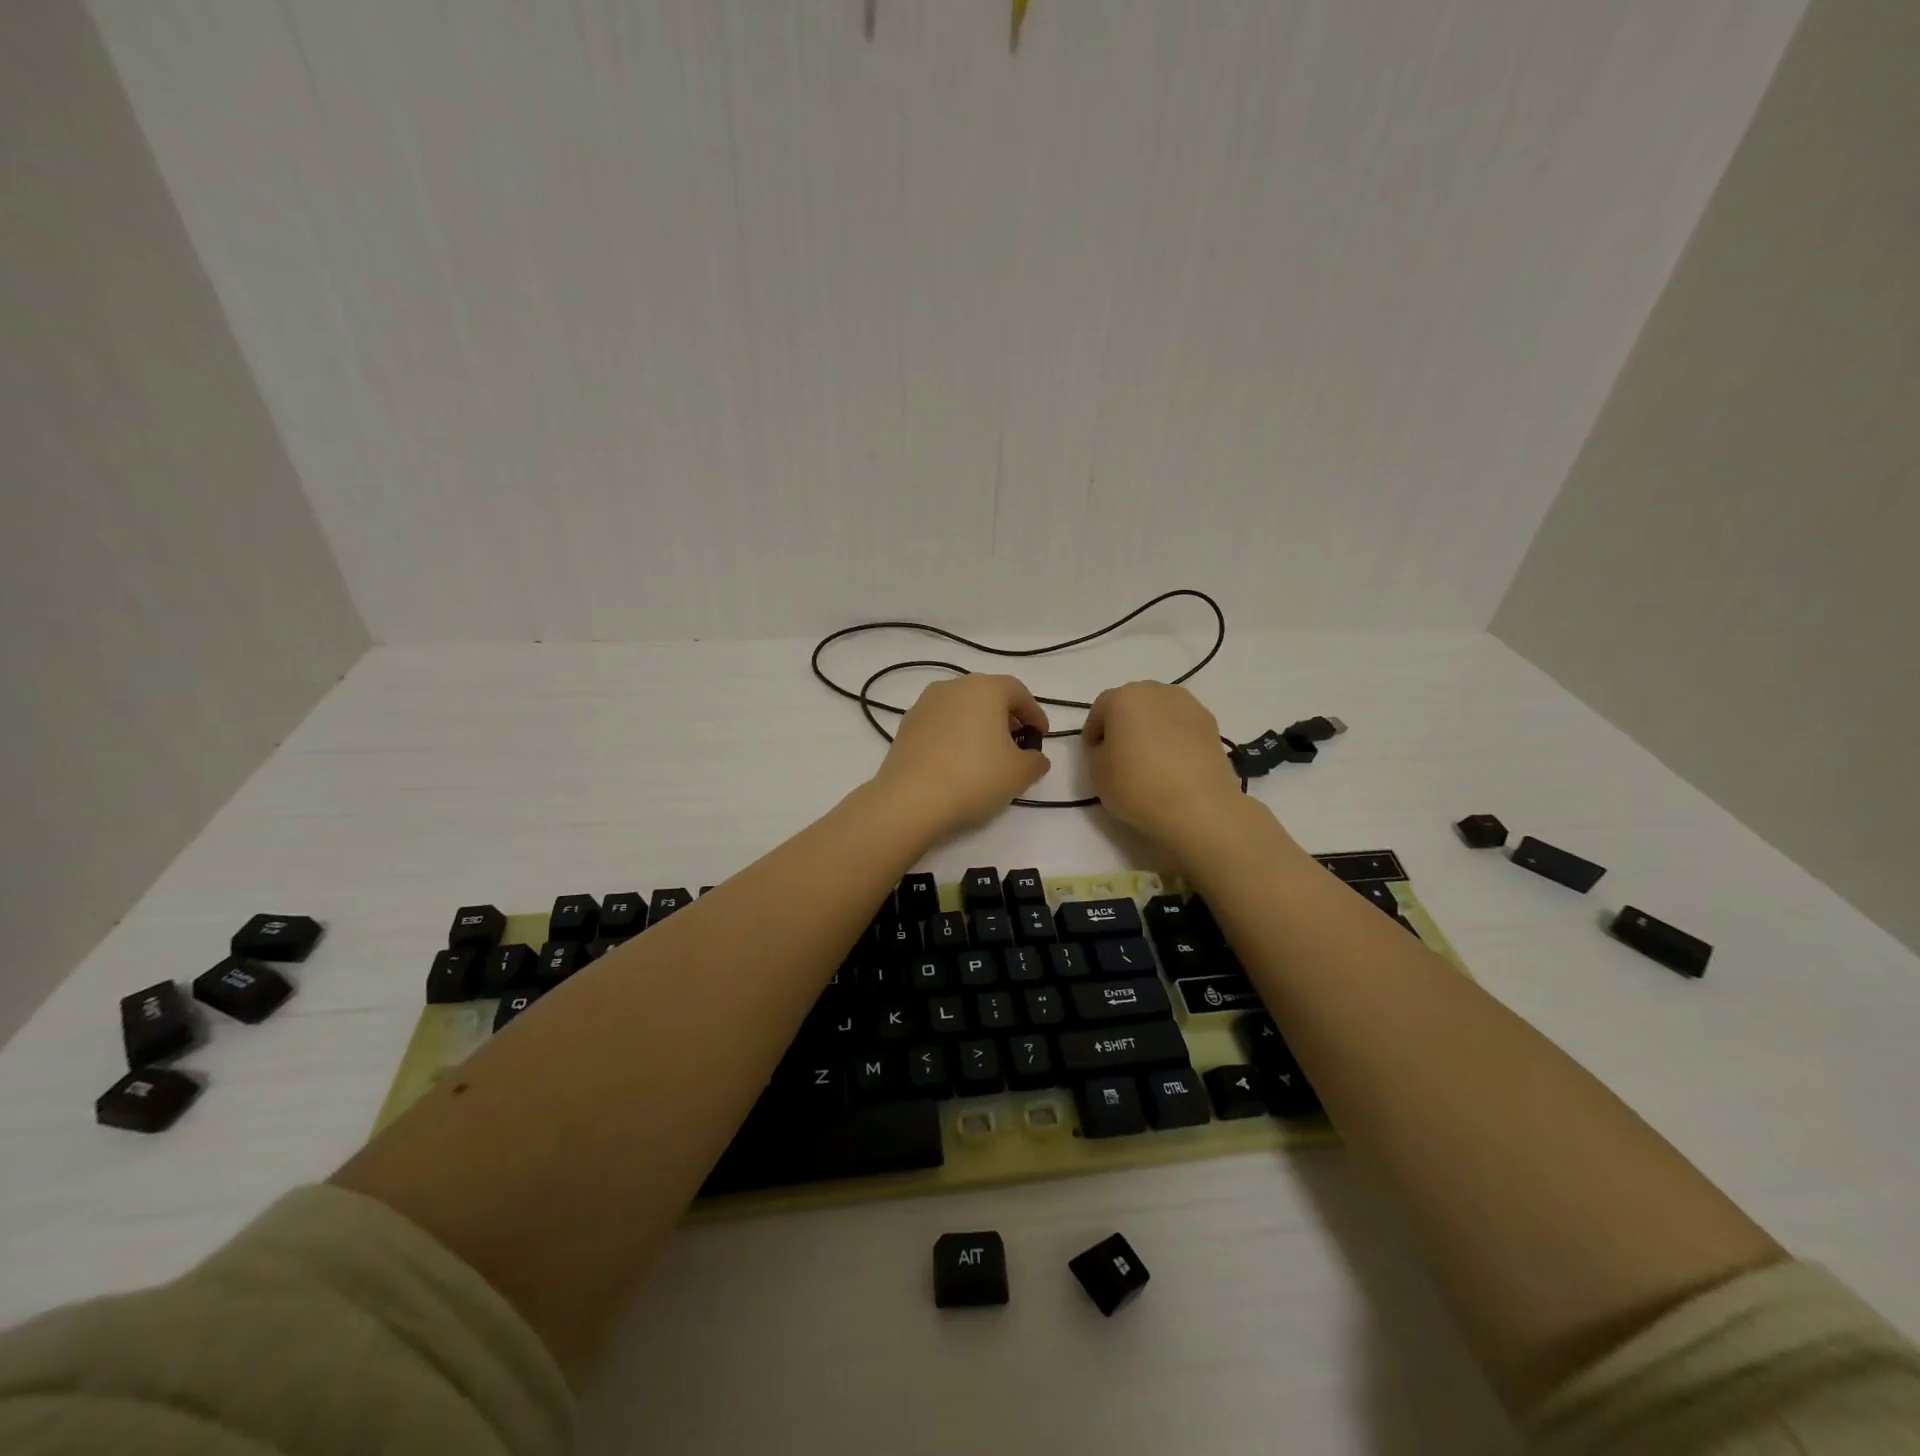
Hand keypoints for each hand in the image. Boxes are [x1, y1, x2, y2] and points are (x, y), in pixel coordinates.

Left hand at [870, 674, 1049, 836]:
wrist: (911, 798)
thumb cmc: (975, 777)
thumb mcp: (1019, 773)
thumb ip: (1036, 760)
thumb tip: (1034, 757)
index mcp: (985, 688)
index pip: (1019, 692)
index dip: (1035, 714)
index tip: (1041, 736)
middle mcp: (953, 686)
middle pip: (988, 695)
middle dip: (1006, 717)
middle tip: (1017, 743)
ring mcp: (925, 704)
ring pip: (962, 708)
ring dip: (978, 725)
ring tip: (987, 754)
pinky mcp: (906, 725)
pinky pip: (941, 723)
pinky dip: (955, 735)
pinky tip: (958, 761)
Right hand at [1082, 682, 1244, 847]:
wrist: (1199, 806)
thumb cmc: (1138, 785)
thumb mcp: (1097, 773)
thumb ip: (1097, 752)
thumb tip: (1110, 747)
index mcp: (1123, 697)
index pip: (1099, 709)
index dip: (1093, 732)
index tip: (1093, 755)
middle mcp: (1157, 691)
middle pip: (1132, 704)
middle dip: (1123, 724)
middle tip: (1120, 754)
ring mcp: (1189, 705)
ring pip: (1160, 712)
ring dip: (1151, 728)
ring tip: (1150, 759)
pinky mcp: (1212, 725)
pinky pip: (1182, 726)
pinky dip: (1174, 738)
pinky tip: (1174, 764)